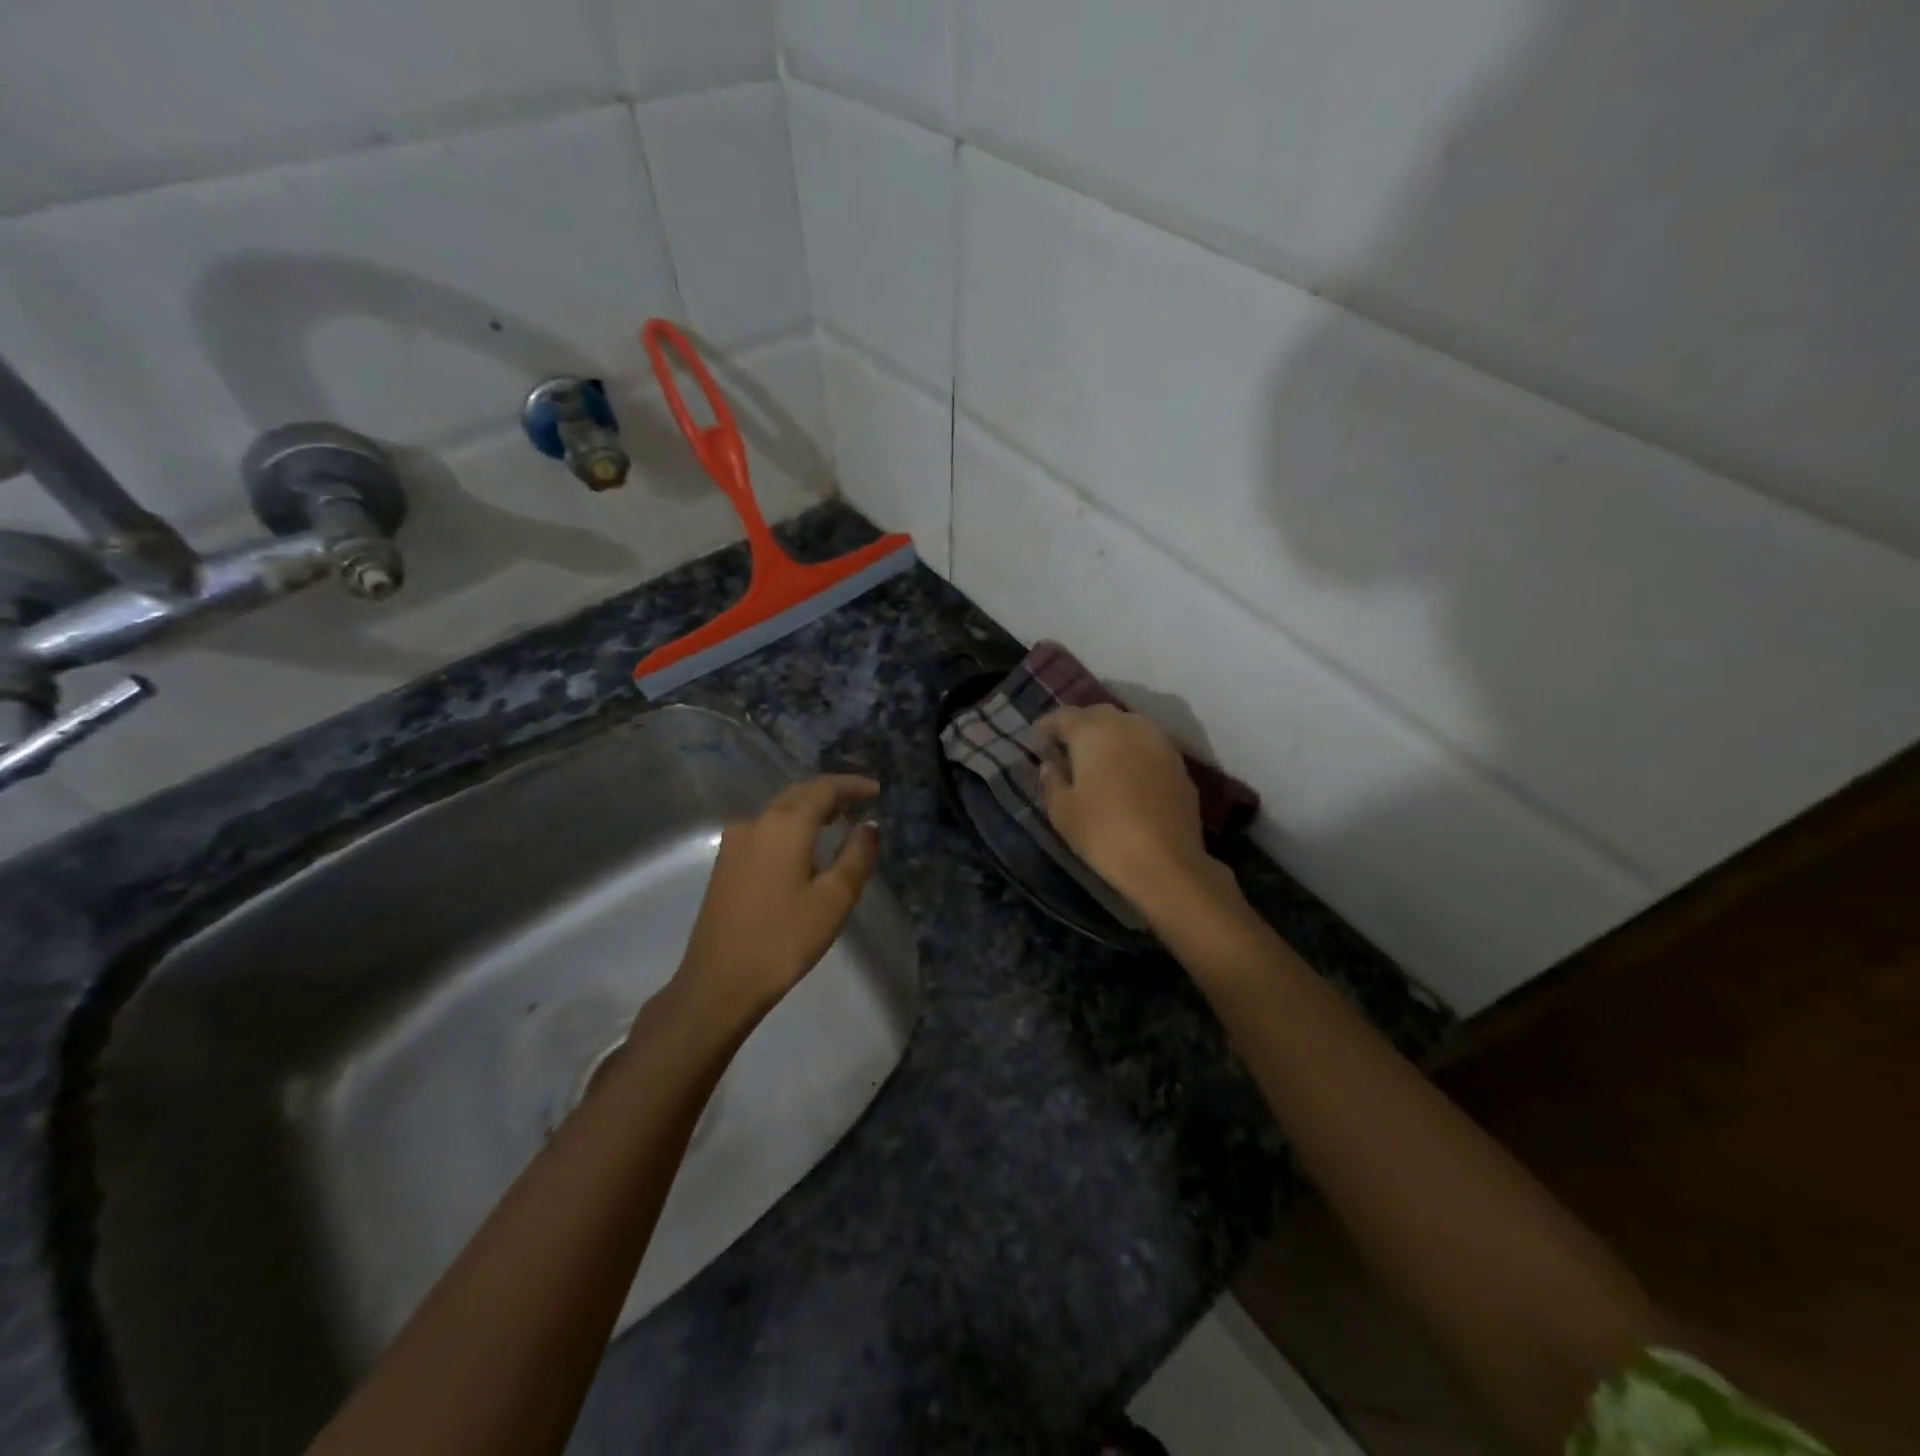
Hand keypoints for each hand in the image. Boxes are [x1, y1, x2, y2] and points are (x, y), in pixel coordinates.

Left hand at [671, 774, 881, 1028]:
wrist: (718, 983)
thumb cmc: (783, 939)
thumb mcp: (833, 899)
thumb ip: (857, 856)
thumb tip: (868, 826)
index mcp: (784, 825)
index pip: (823, 789)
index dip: (852, 785)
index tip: (876, 791)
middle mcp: (755, 823)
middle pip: (798, 794)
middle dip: (830, 794)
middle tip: (859, 803)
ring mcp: (735, 843)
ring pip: (779, 812)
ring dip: (809, 810)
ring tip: (836, 822)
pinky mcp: (725, 864)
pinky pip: (765, 830)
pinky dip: (790, 828)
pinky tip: (803, 849)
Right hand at [1036, 704, 1233, 918]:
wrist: (1166, 862)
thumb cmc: (1104, 834)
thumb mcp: (1063, 812)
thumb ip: (1052, 781)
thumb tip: (1051, 764)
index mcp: (1093, 733)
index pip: (1065, 716)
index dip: (1049, 724)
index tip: (1038, 736)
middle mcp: (1128, 727)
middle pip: (1099, 714)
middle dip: (1080, 724)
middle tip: (1066, 743)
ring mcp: (1158, 743)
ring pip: (1128, 725)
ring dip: (1109, 734)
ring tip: (1096, 755)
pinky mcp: (1178, 764)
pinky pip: (1148, 745)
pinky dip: (1132, 750)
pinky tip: (1125, 771)